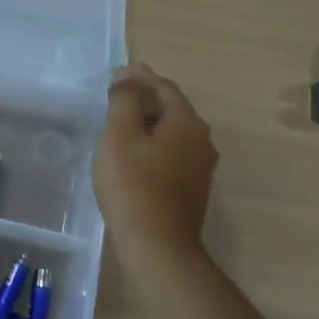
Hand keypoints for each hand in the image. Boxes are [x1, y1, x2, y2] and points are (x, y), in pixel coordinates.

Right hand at [93, 64, 217, 255]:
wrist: (157, 245)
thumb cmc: (133, 185)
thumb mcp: (121, 136)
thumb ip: (125, 102)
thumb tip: (128, 80)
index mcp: (187, 123)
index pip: (165, 88)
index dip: (140, 77)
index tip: (116, 73)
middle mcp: (201, 141)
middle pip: (172, 109)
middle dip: (146, 98)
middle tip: (117, 95)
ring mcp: (200, 167)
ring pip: (173, 132)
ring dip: (149, 122)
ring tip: (121, 122)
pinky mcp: (191, 189)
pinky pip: (172, 153)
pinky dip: (153, 144)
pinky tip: (133, 154)